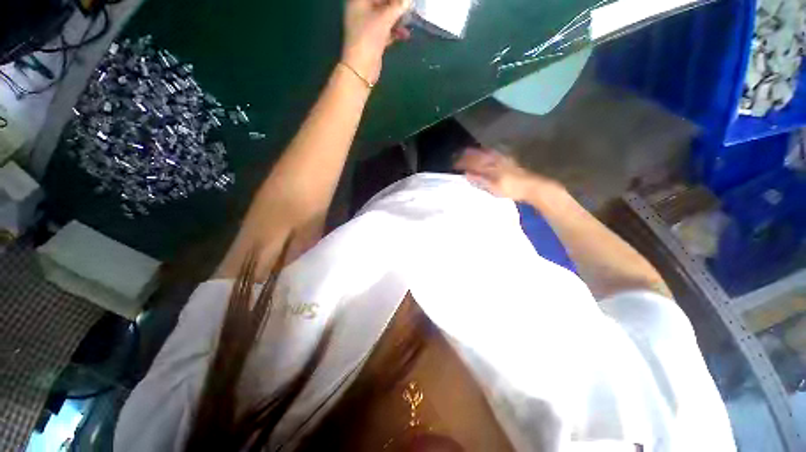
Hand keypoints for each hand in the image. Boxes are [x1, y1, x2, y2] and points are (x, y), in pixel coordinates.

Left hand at [342, 0, 410, 85]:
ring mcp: (367, 26)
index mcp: (359, 1)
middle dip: (396, 5)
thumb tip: (409, 0)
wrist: (361, 68)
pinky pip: (386, 30)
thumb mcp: (384, 19)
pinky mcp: (373, 39)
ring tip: (410, 20)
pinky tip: (406, 34)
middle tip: (409, 7)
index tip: (405, 1)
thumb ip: (398, 7)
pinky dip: (395, 31)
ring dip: (397, 18)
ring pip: (384, 17)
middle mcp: (361, 10)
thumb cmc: (369, 38)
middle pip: (381, 3)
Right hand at [454, 147, 561, 202]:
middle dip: (467, 154)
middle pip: (478, 155)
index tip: (453, 164)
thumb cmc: (512, 188)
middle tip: (457, 154)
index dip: (462, 163)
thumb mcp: (494, 187)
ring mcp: (502, 159)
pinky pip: (493, 153)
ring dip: (475, 151)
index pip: (473, 162)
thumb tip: (466, 174)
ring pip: (485, 152)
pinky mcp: (508, 160)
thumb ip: (480, 180)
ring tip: (467, 150)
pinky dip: (486, 151)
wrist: (532, 186)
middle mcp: (495, 160)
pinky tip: (485, 152)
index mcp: (491, 166)